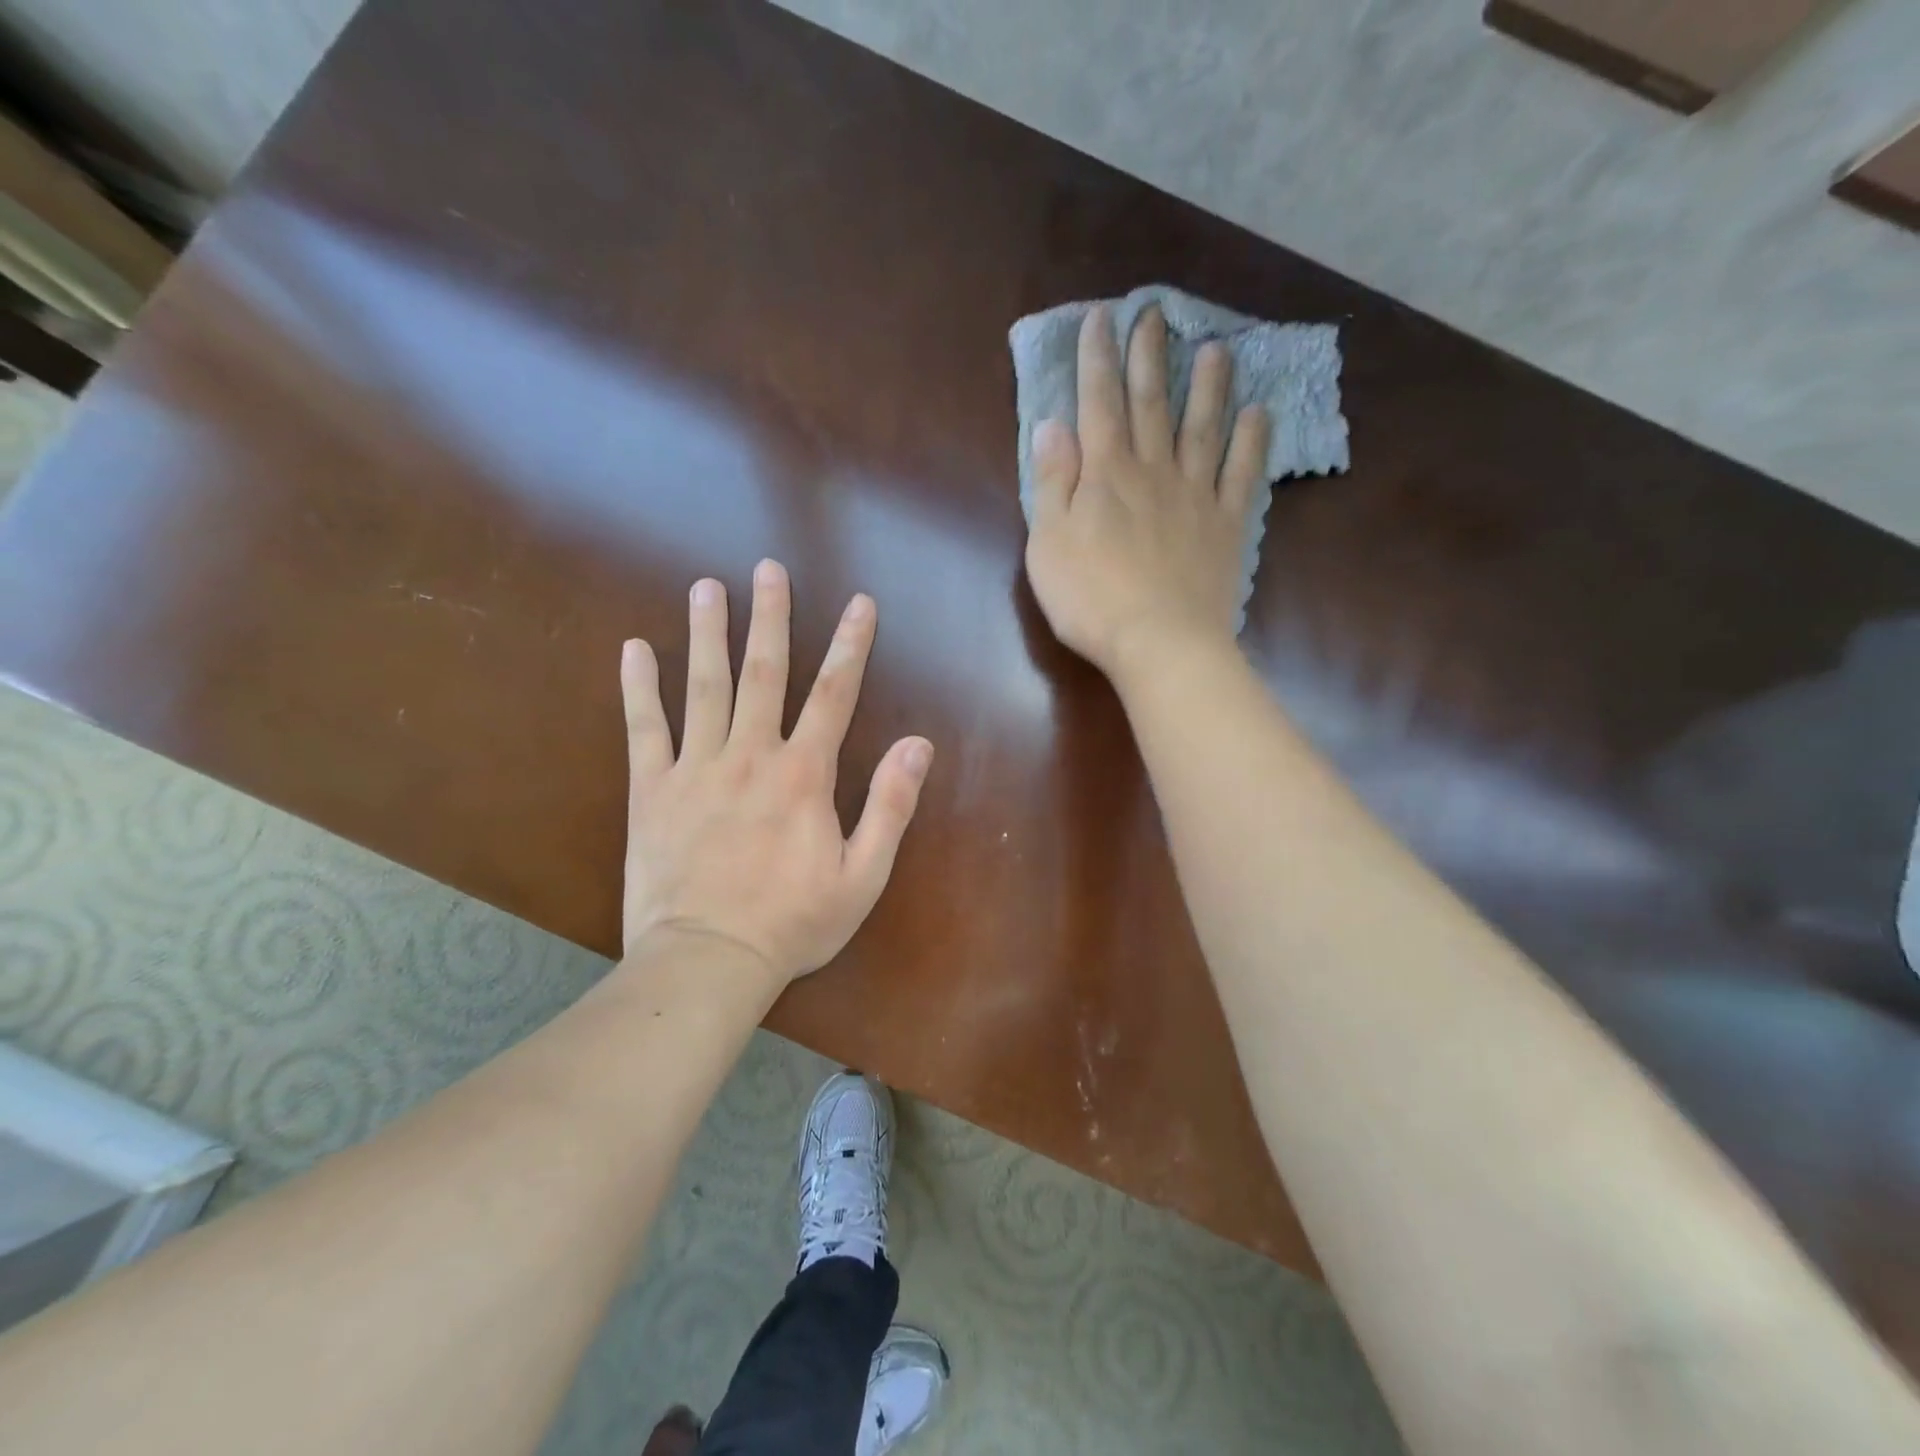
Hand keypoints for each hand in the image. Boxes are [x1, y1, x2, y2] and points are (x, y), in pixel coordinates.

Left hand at [618, 561, 933, 989]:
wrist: (708, 961)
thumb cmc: (793, 922)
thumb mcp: (863, 875)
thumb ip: (890, 805)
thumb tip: (919, 744)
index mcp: (803, 774)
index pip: (834, 693)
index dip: (851, 645)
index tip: (860, 603)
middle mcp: (750, 755)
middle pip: (764, 673)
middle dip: (770, 617)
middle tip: (769, 569)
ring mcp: (696, 768)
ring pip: (704, 687)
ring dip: (707, 634)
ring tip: (706, 588)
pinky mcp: (652, 790)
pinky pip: (644, 729)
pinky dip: (639, 688)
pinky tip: (634, 649)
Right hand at [1024, 302, 1269, 676]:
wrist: (1160, 642)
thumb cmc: (1091, 599)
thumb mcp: (1049, 543)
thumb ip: (1052, 483)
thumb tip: (1051, 426)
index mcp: (1106, 475)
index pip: (1099, 405)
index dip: (1098, 360)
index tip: (1101, 319)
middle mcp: (1153, 472)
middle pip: (1151, 405)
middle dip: (1149, 357)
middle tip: (1155, 315)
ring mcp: (1196, 496)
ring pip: (1203, 428)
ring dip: (1208, 387)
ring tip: (1216, 350)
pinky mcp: (1226, 525)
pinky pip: (1242, 474)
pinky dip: (1252, 441)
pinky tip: (1259, 413)